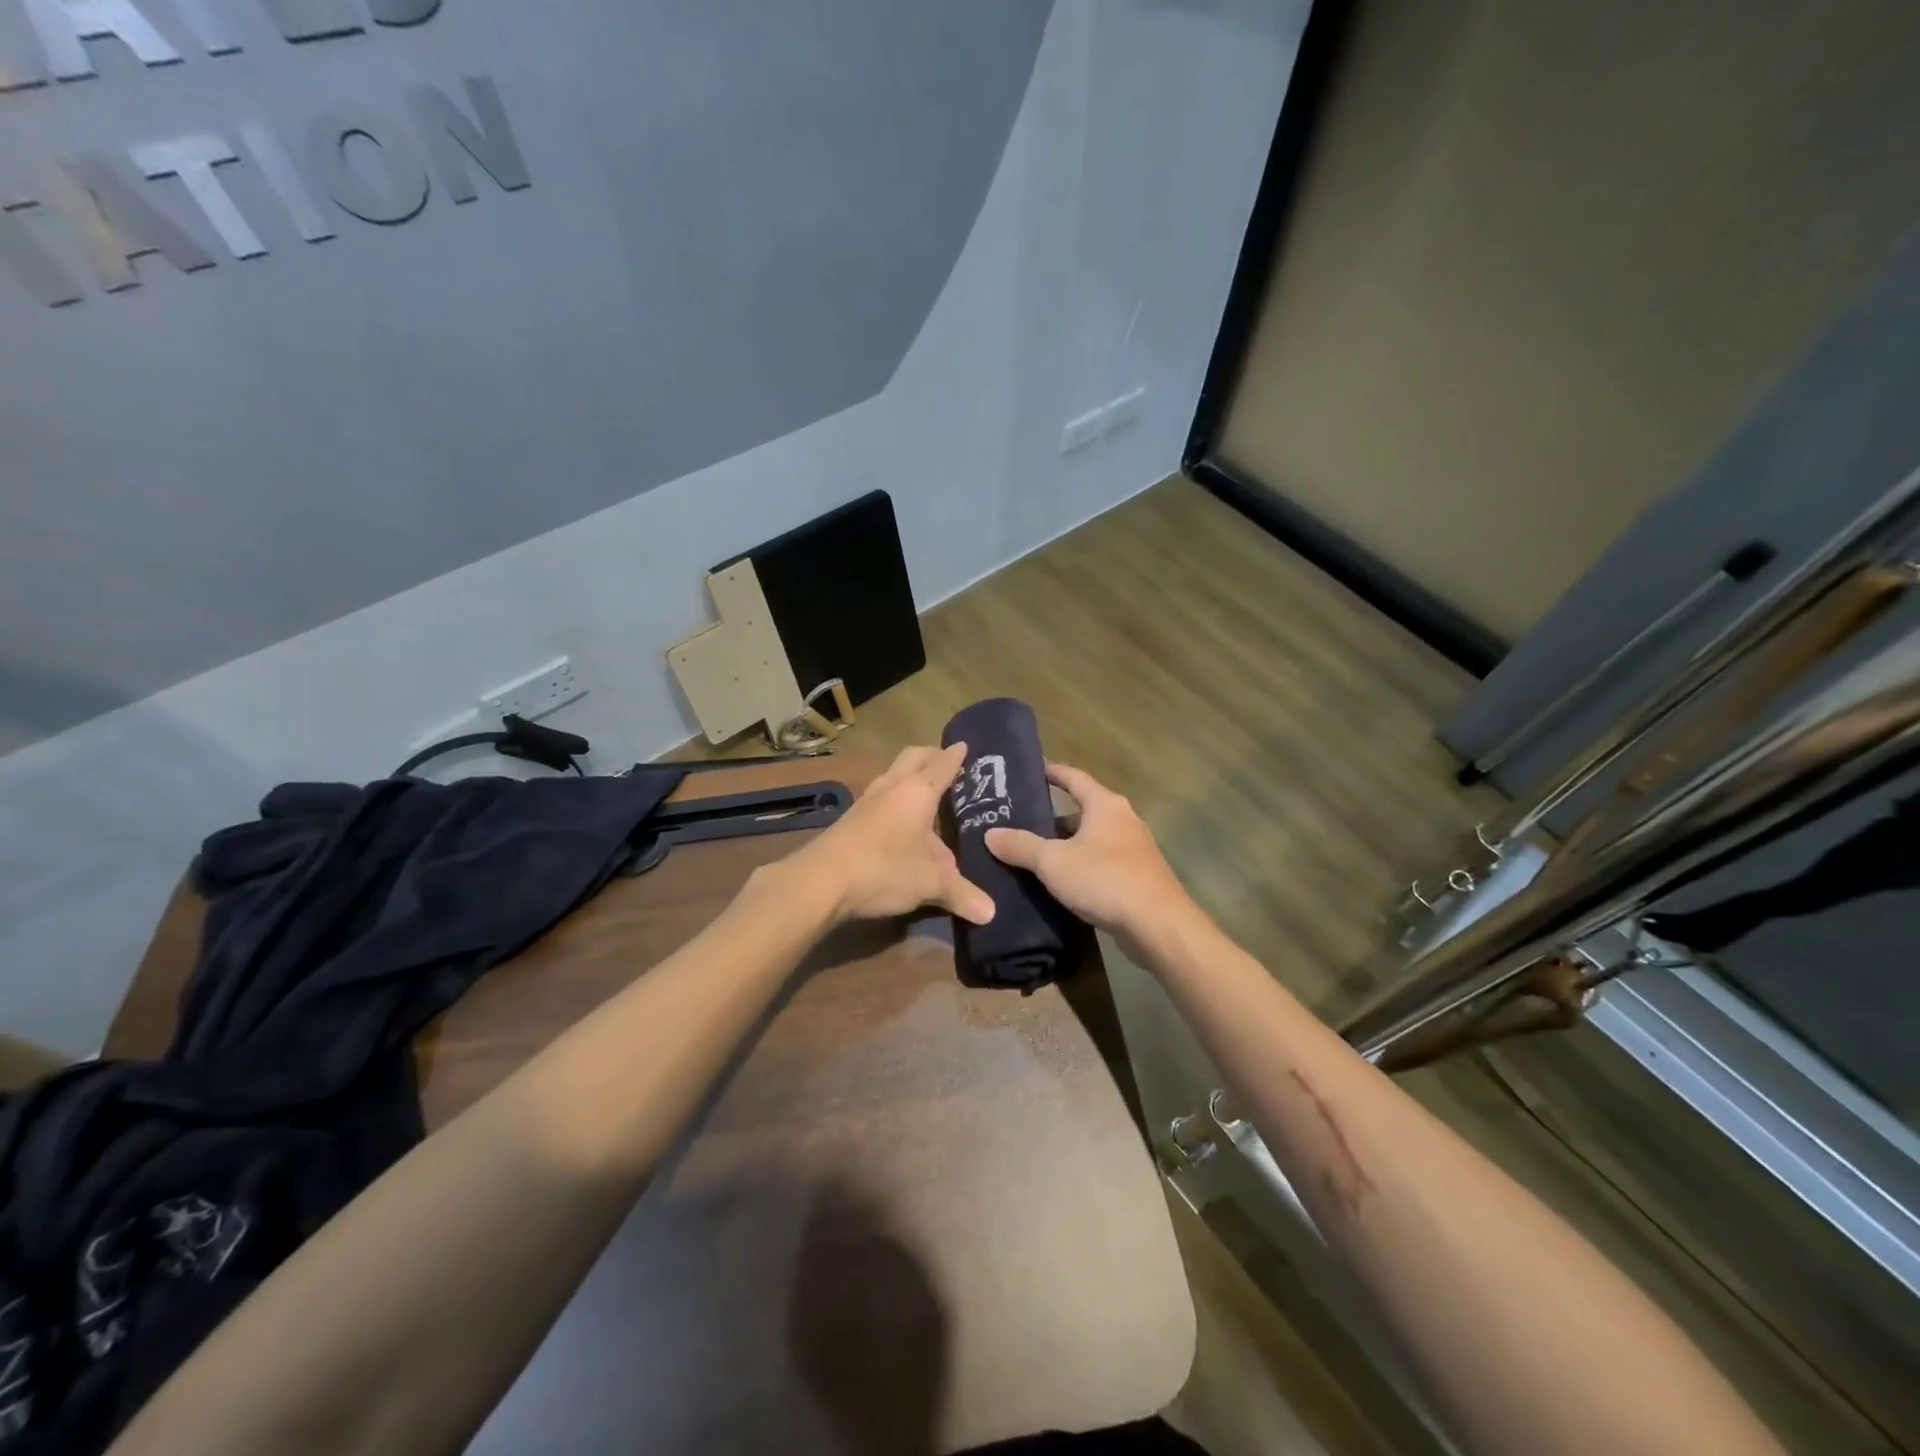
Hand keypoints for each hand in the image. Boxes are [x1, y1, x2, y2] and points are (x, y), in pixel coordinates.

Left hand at [790, 743, 994, 925]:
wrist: (820, 881)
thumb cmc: (884, 869)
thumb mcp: (930, 883)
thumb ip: (962, 894)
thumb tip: (991, 913)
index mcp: (917, 791)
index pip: (943, 764)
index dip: (957, 755)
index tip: (966, 746)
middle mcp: (892, 787)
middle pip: (913, 757)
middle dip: (931, 755)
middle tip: (948, 763)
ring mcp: (867, 801)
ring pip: (893, 774)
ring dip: (909, 774)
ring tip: (926, 790)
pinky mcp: (851, 818)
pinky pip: (880, 795)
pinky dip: (895, 796)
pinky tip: (900, 818)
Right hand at [985, 763, 1192, 936]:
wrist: (1158, 925)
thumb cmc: (1104, 880)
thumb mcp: (1053, 862)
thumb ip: (1021, 846)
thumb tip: (990, 834)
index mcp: (1106, 805)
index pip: (1075, 777)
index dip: (1052, 772)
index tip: (1032, 770)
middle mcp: (1124, 820)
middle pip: (1084, 810)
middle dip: (1054, 816)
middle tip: (1022, 821)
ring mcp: (1135, 849)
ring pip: (1093, 838)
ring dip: (1068, 844)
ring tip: (1037, 853)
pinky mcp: (1139, 877)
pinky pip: (1103, 862)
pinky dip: (1082, 865)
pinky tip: (1064, 881)